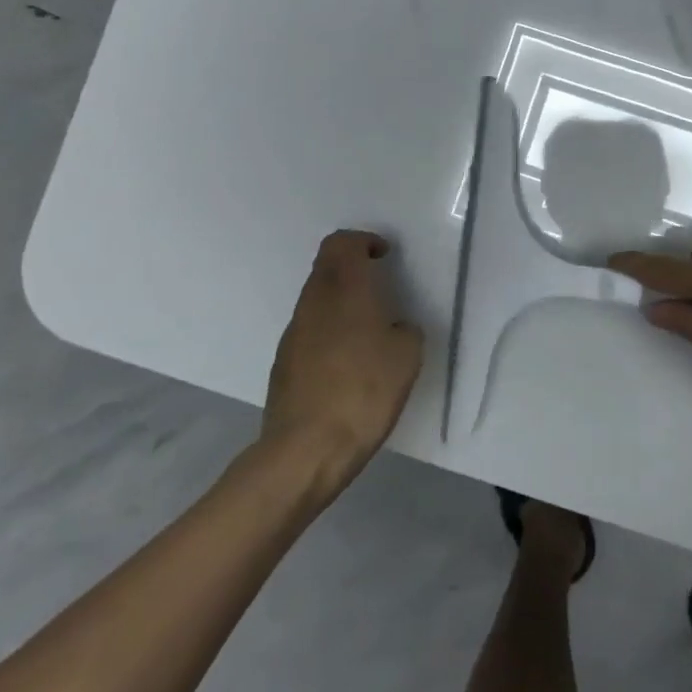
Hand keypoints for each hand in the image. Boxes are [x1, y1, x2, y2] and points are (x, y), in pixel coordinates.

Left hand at [257, 230, 423, 494]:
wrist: (306, 449)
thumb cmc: (364, 392)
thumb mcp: (407, 357)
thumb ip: (404, 330)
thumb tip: (394, 328)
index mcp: (345, 290)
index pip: (342, 243)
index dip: (364, 241)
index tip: (384, 256)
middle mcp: (314, 302)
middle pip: (326, 266)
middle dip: (352, 268)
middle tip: (381, 286)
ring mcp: (294, 333)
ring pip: (317, 298)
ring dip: (341, 299)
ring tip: (369, 327)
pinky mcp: (284, 362)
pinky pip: (310, 329)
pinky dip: (330, 329)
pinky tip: (348, 361)